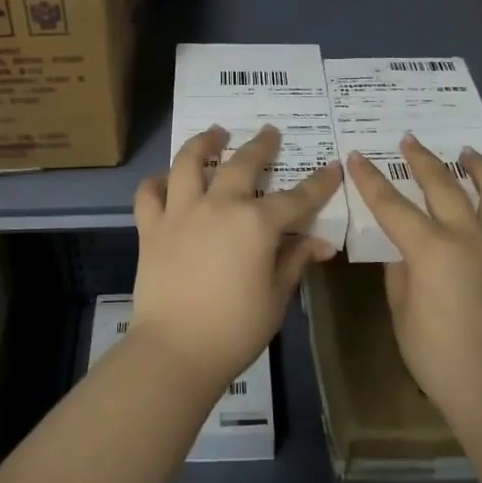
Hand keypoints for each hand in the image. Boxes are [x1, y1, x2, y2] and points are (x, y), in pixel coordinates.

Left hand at [131, 124, 342, 391]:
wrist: (175, 350)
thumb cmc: (235, 329)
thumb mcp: (276, 297)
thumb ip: (294, 261)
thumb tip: (320, 243)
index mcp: (256, 224)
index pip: (296, 197)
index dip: (318, 183)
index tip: (331, 167)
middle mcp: (218, 206)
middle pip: (242, 164)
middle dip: (261, 145)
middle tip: (270, 131)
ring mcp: (180, 213)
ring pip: (189, 163)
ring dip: (204, 143)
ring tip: (214, 133)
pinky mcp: (151, 228)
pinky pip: (149, 194)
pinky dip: (157, 182)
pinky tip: (166, 180)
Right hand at [345, 135, 481, 424]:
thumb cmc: (440, 360)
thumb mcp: (403, 315)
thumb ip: (401, 275)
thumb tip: (406, 252)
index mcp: (430, 250)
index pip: (391, 205)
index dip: (370, 179)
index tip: (356, 157)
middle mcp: (470, 237)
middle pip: (443, 185)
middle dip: (422, 159)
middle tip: (409, 141)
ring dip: (481, 167)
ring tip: (469, 153)